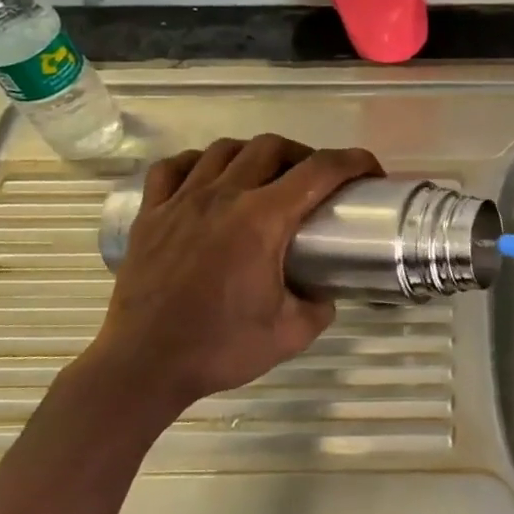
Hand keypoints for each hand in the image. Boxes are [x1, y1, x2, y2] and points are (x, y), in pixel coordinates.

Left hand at [86, 135, 381, 420]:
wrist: (143, 367)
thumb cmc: (219, 349)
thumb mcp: (291, 334)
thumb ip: (320, 306)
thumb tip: (326, 290)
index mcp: (262, 220)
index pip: (319, 171)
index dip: (354, 162)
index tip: (371, 171)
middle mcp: (223, 196)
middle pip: (271, 147)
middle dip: (305, 154)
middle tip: (316, 181)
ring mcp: (181, 201)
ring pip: (224, 149)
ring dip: (254, 154)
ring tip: (265, 177)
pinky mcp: (150, 215)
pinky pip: (172, 168)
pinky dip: (197, 163)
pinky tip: (206, 178)